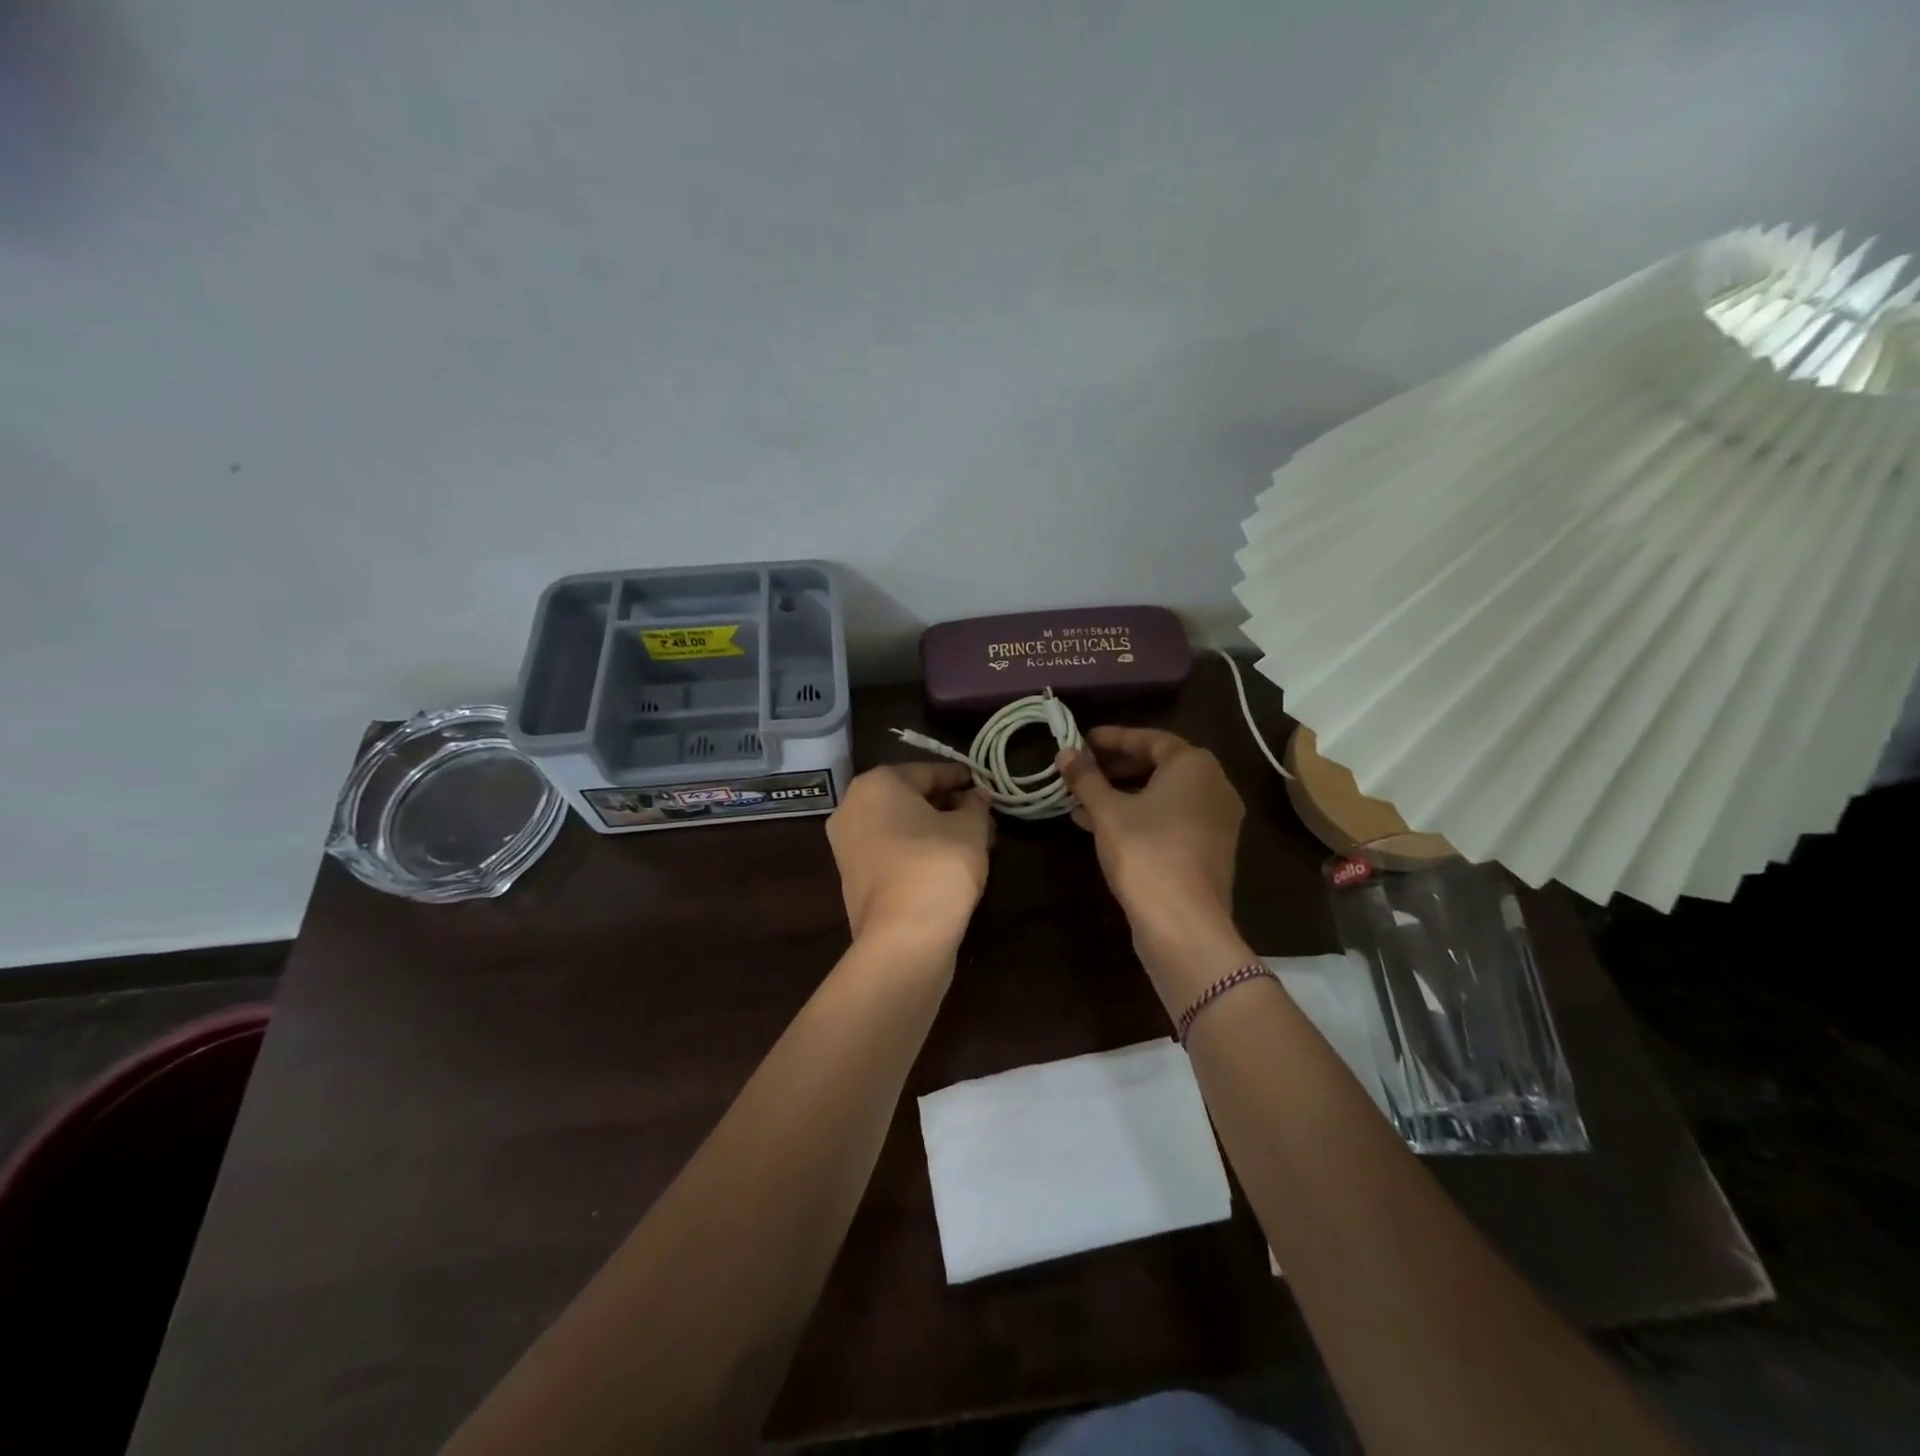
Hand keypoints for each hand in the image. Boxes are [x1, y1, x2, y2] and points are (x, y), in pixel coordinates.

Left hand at [826, 763, 991, 947]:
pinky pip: (891, 851)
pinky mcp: (853, 878)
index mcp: (876, 784)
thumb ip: (975, 804)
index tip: (985, 785)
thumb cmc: (937, 865)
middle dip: (948, 805)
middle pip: (910, 798)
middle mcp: (853, 807)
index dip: (961, 778)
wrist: (903, 937)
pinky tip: (949, 862)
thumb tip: (977, 794)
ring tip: (973, 841)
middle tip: (982, 815)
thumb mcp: (970, 828)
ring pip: (901, 827)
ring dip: (936, 829)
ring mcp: (847, 845)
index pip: (928, 771)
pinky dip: (918, 851)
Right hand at [1056, 727, 1244, 961]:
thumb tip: (1065, 752)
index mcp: (1195, 766)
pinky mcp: (1209, 849)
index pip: (1150, 738)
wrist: (1183, 924)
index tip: (1083, 739)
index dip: (1113, 738)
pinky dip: (1139, 816)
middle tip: (1083, 769)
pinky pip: (1170, 819)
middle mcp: (1214, 786)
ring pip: (1163, 796)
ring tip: (1083, 798)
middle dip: (1117, 767)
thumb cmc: (1145, 852)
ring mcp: (1216, 820)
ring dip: (1124, 793)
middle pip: (1160, 766)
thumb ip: (1086, 777)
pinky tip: (1101, 825)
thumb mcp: (1107, 811)